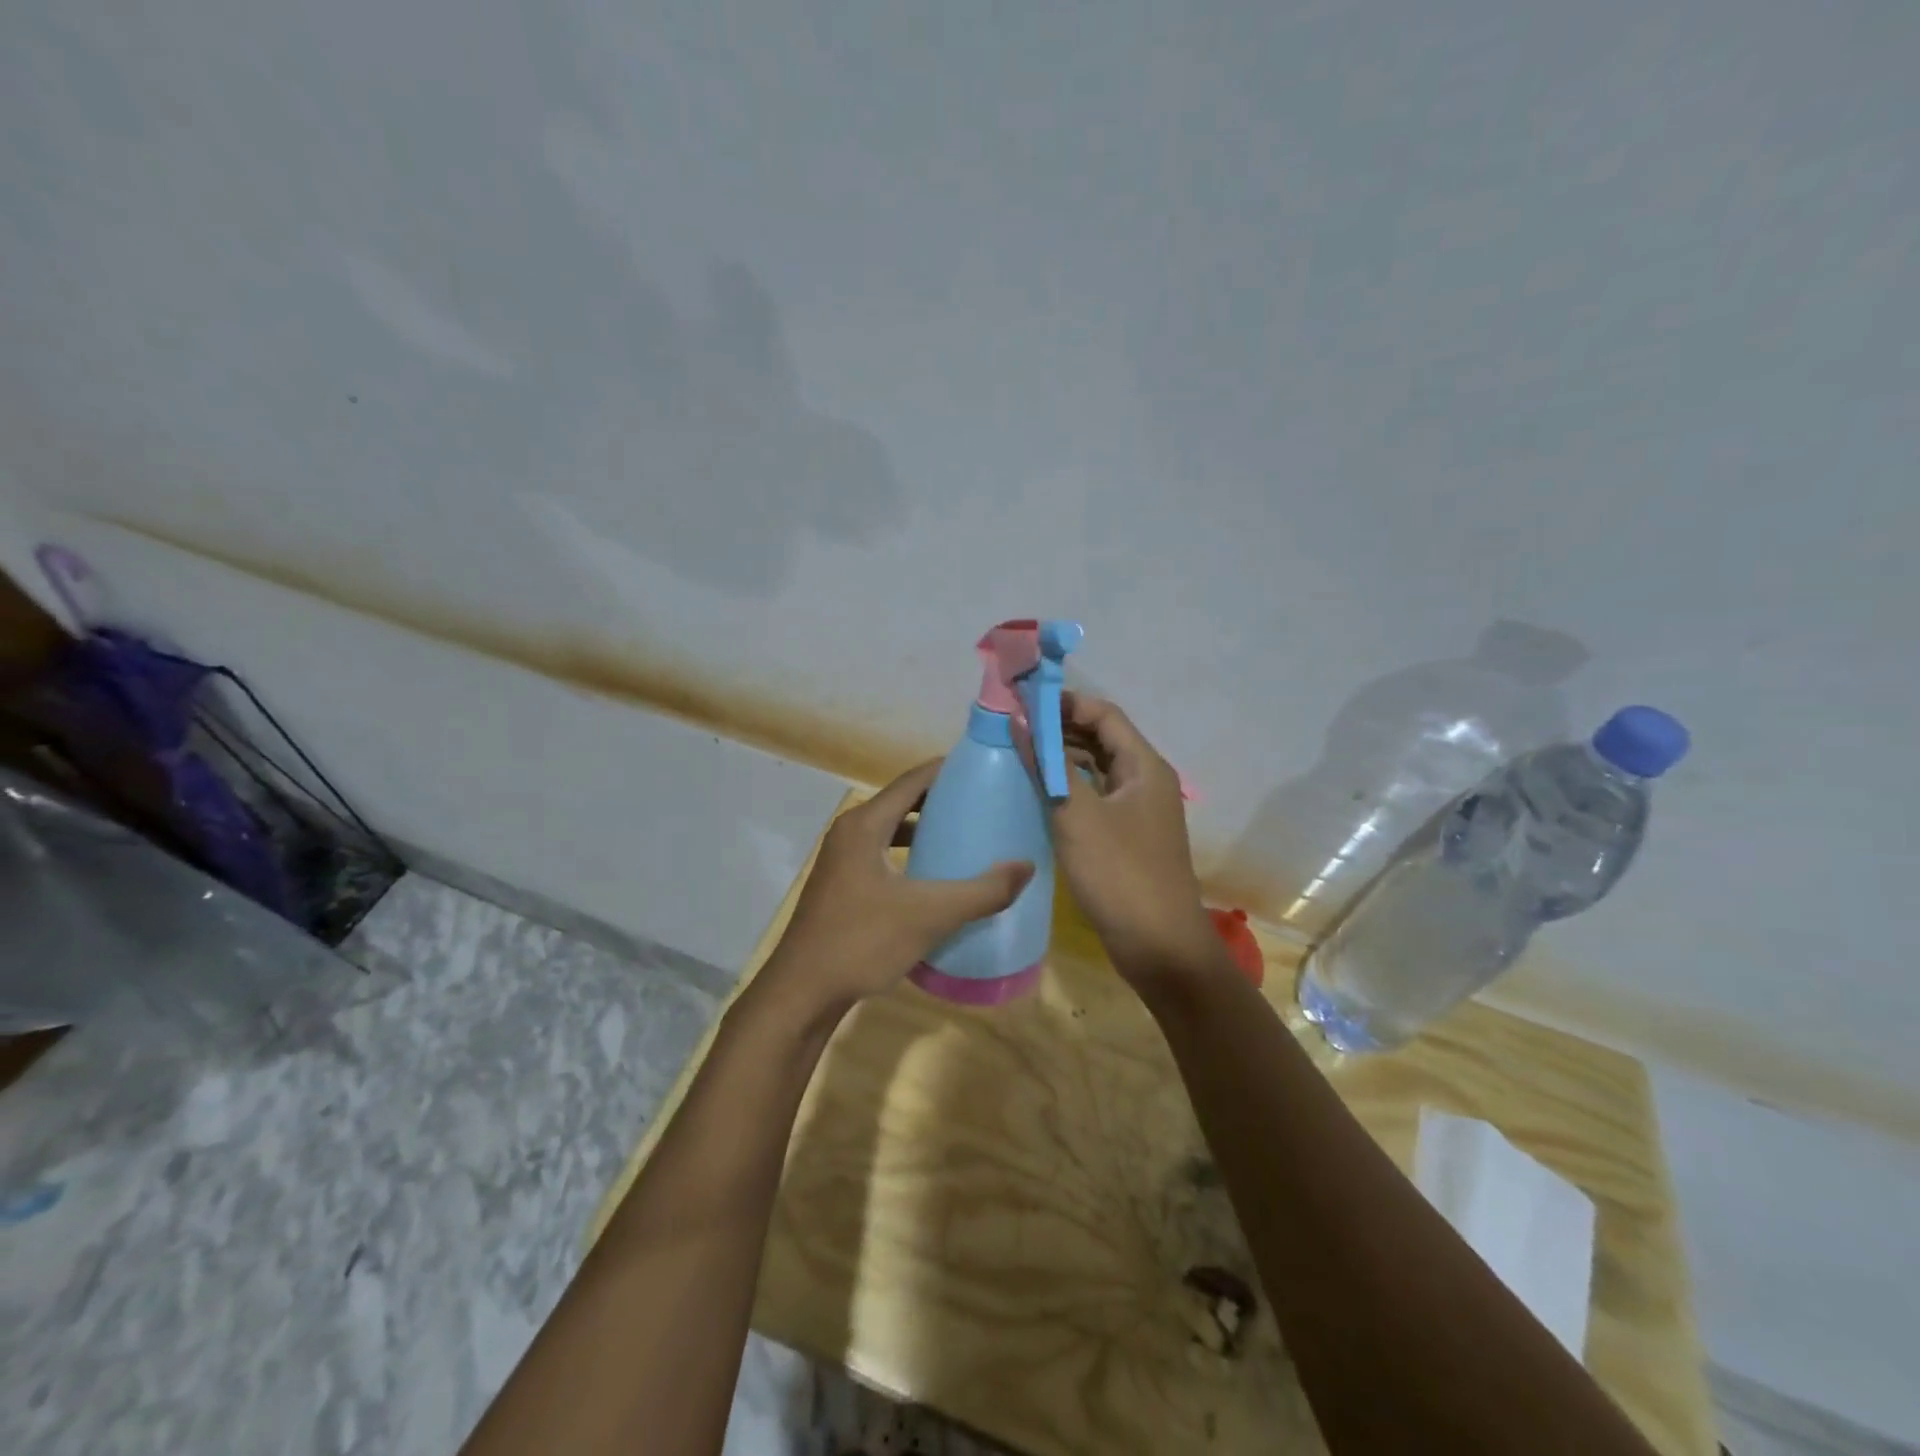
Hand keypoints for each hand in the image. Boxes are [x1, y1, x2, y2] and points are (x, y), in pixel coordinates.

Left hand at [756, 760, 1033, 1026]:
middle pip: (902, 802)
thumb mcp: (930, 915)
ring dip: (924, 830)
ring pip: (890, 831)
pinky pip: (881, 855)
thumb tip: (1026, 867)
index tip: (984, 769)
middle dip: (941, 801)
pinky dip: (908, 856)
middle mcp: (849, 833)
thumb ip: (982, 892)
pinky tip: (932, 879)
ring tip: (963, 837)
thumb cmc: (862, 942)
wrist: (802, 992)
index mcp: (864, 824)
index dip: (947, 771)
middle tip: (982, 805)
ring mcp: (841, 861)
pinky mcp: (840, 886)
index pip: (912, 781)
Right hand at [1049, 694, 1225, 987]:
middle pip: (1102, 738)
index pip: (1103, 714)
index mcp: (1144, 766)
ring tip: (1021, 755)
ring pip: (1098, 769)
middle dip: (1060, 728)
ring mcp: (1139, 811)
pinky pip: (1097, 797)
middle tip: (1014, 728)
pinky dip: (1070, 788)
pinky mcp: (1128, 837)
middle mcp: (1146, 780)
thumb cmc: (1120, 873)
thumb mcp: (1077, 815)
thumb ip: (1048, 764)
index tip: (1022, 703)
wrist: (1160, 946)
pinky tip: (1041, 794)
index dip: (1064, 703)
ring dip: (1063, 758)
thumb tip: (1020, 720)